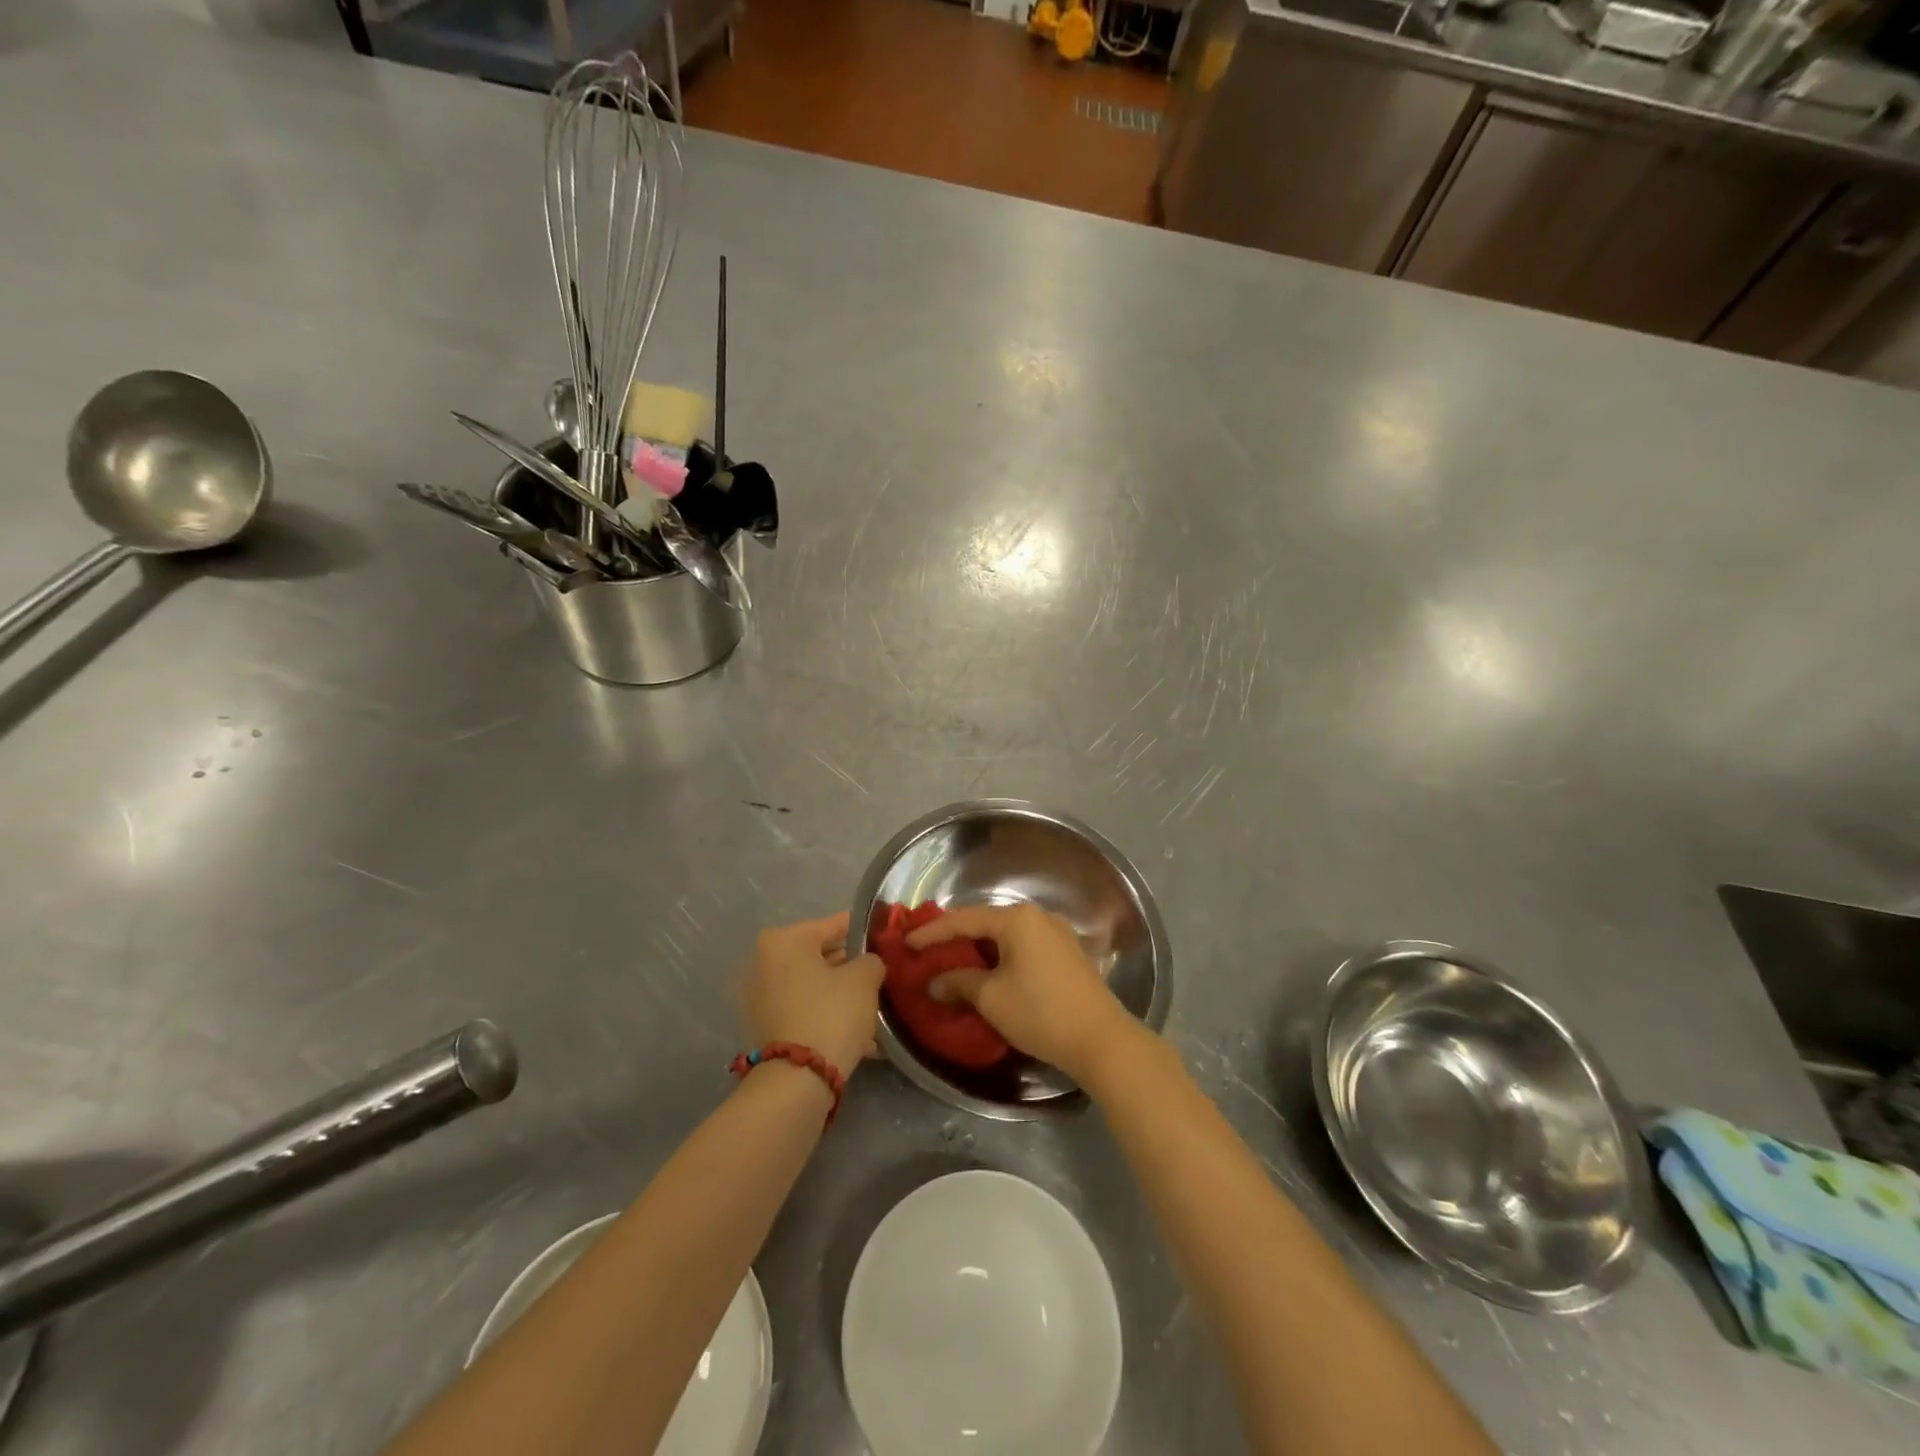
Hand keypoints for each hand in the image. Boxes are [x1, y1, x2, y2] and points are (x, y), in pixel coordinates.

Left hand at [741, 912, 884, 1076]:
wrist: (797, 1080)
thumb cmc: (831, 1013)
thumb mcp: (864, 978)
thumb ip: (871, 960)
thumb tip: (868, 964)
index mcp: (784, 940)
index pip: (834, 924)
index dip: (864, 932)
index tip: (885, 939)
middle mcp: (764, 962)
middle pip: (820, 956)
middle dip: (851, 967)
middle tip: (882, 977)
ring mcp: (760, 997)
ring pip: (813, 987)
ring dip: (841, 995)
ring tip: (875, 1007)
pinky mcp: (765, 1027)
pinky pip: (804, 1010)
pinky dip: (827, 1015)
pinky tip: (859, 1032)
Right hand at [905, 903, 1141, 1082]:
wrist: (1101, 1039)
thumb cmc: (1040, 1012)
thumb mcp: (991, 998)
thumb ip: (959, 982)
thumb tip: (936, 982)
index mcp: (1017, 919)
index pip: (964, 920)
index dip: (933, 932)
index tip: (907, 943)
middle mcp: (1038, 917)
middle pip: (987, 923)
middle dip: (957, 939)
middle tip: (928, 951)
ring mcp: (1057, 934)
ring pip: (1007, 936)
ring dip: (980, 950)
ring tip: (954, 963)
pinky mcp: (1067, 954)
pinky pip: (1024, 946)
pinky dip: (1002, 956)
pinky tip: (989, 972)